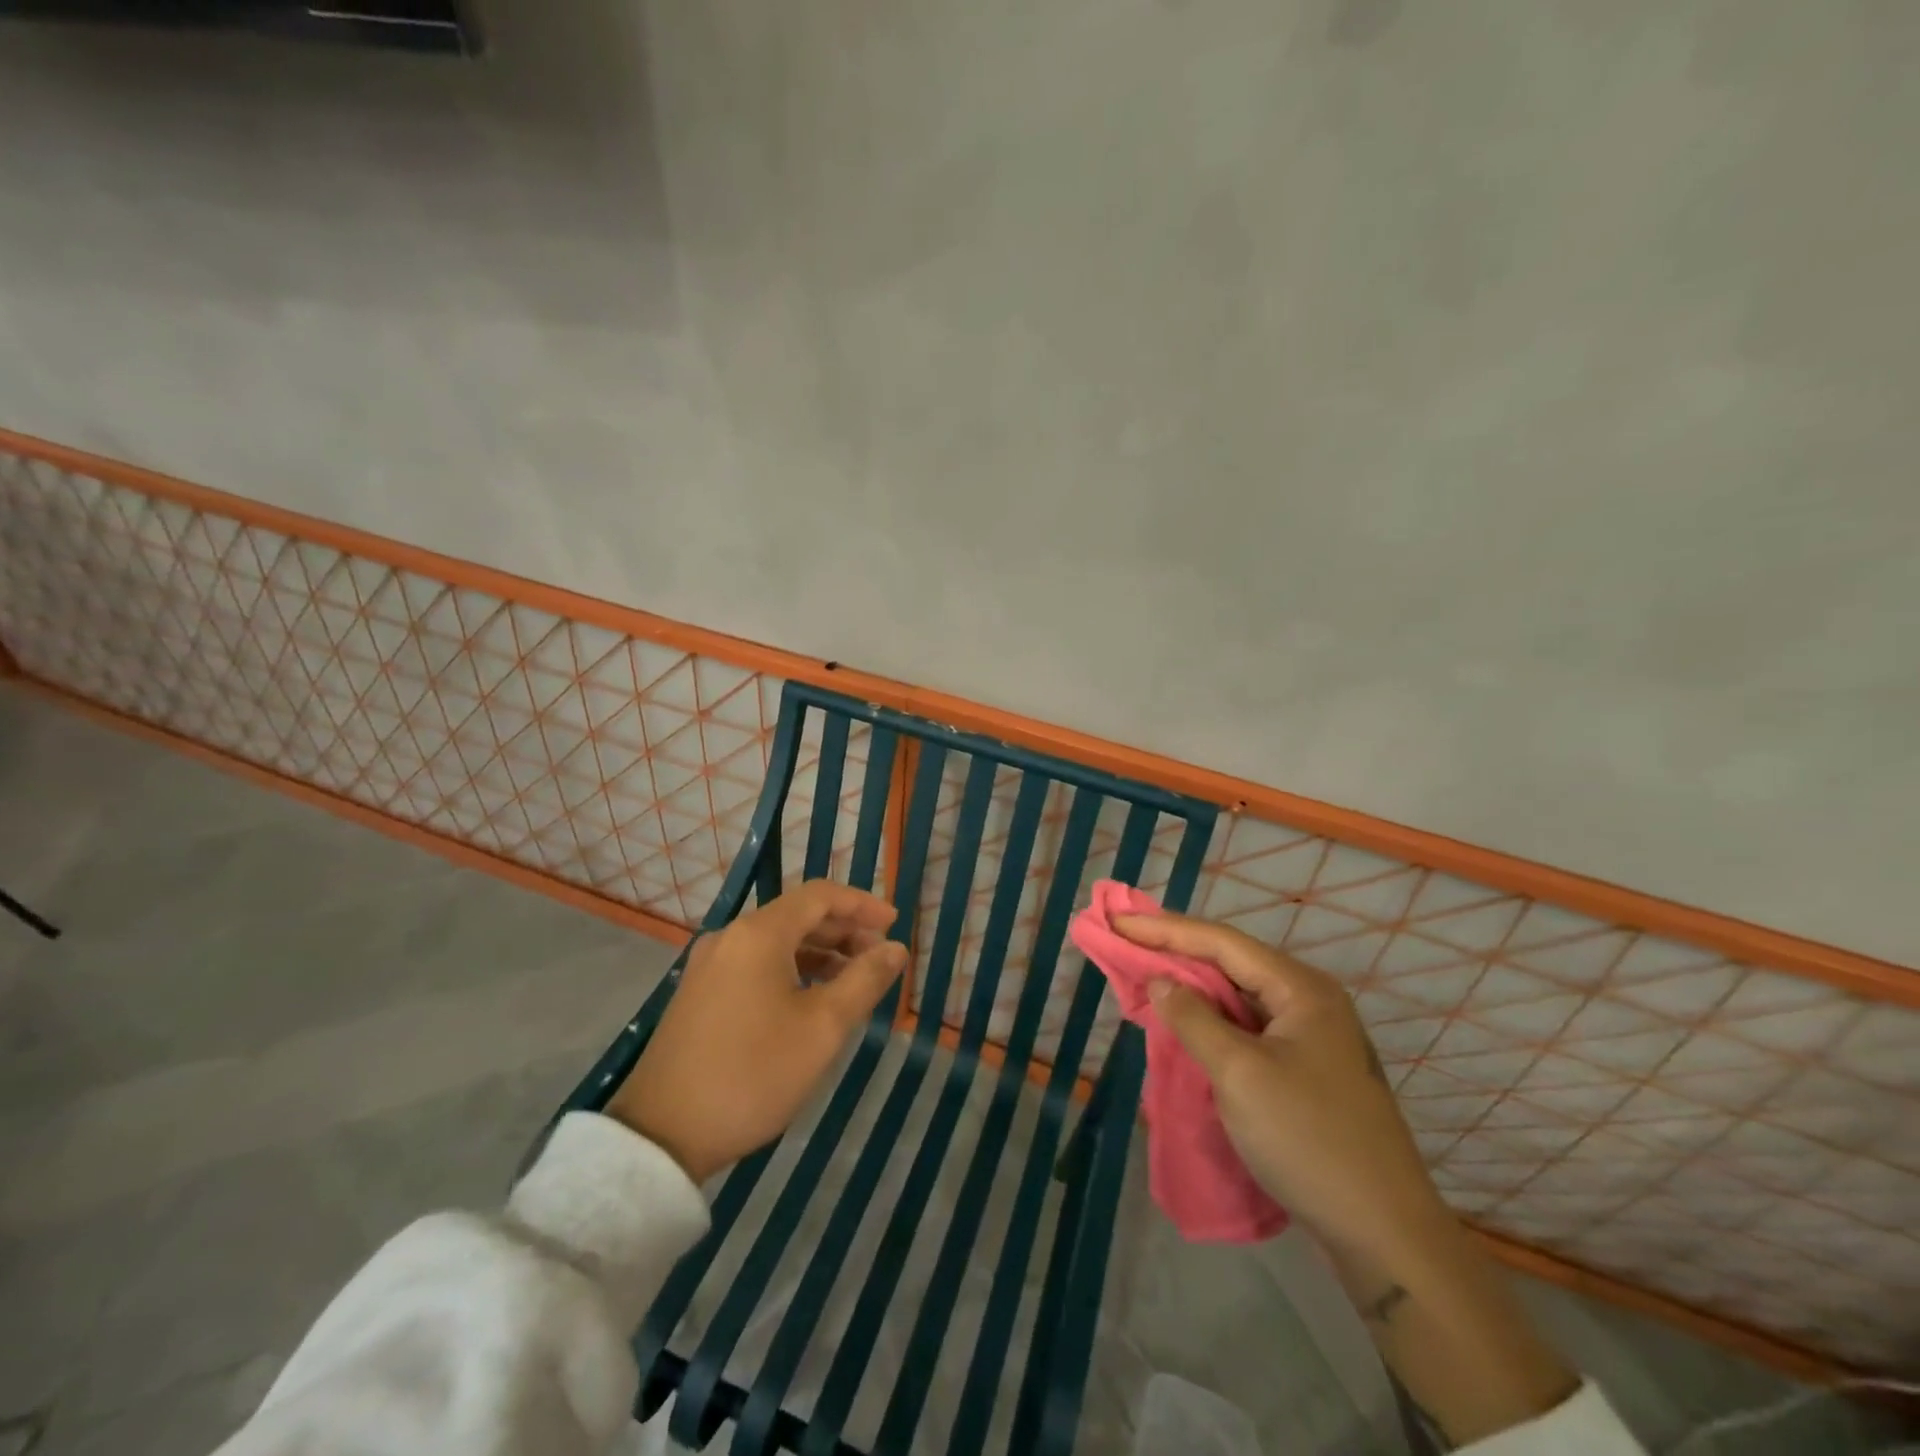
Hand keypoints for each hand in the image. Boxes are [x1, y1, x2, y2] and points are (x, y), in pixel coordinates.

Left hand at [608, 881, 907, 1182]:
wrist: (661, 1135)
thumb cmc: (753, 1074)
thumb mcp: (823, 1028)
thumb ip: (865, 980)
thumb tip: (896, 949)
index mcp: (759, 934)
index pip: (820, 895)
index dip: (862, 904)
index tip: (894, 925)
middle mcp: (731, 937)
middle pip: (798, 915)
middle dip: (844, 931)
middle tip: (879, 958)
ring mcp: (709, 965)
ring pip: (776, 941)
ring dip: (819, 952)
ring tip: (853, 980)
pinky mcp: (699, 993)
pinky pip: (756, 963)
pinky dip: (791, 969)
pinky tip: (810, 999)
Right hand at [1113, 911, 1580, 1445]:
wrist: (1384, 1233)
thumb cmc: (1308, 1140)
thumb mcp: (1240, 1074)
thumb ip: (1194, 1019)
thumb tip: (1161, 981)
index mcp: (1300, 989)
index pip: (1221, 942)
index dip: (1164, 929)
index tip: (1117, 922)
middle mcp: (1308, 1000)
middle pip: (1230, 961)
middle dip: (1175, 951)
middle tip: (1124, 942)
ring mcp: (1310, 1035)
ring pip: (1237, 994)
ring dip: (1190, 984)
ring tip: (1144, 973)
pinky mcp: (1304, 1067)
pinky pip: (1246, 1025)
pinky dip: (1209, 1018)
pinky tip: (1183, 1020)